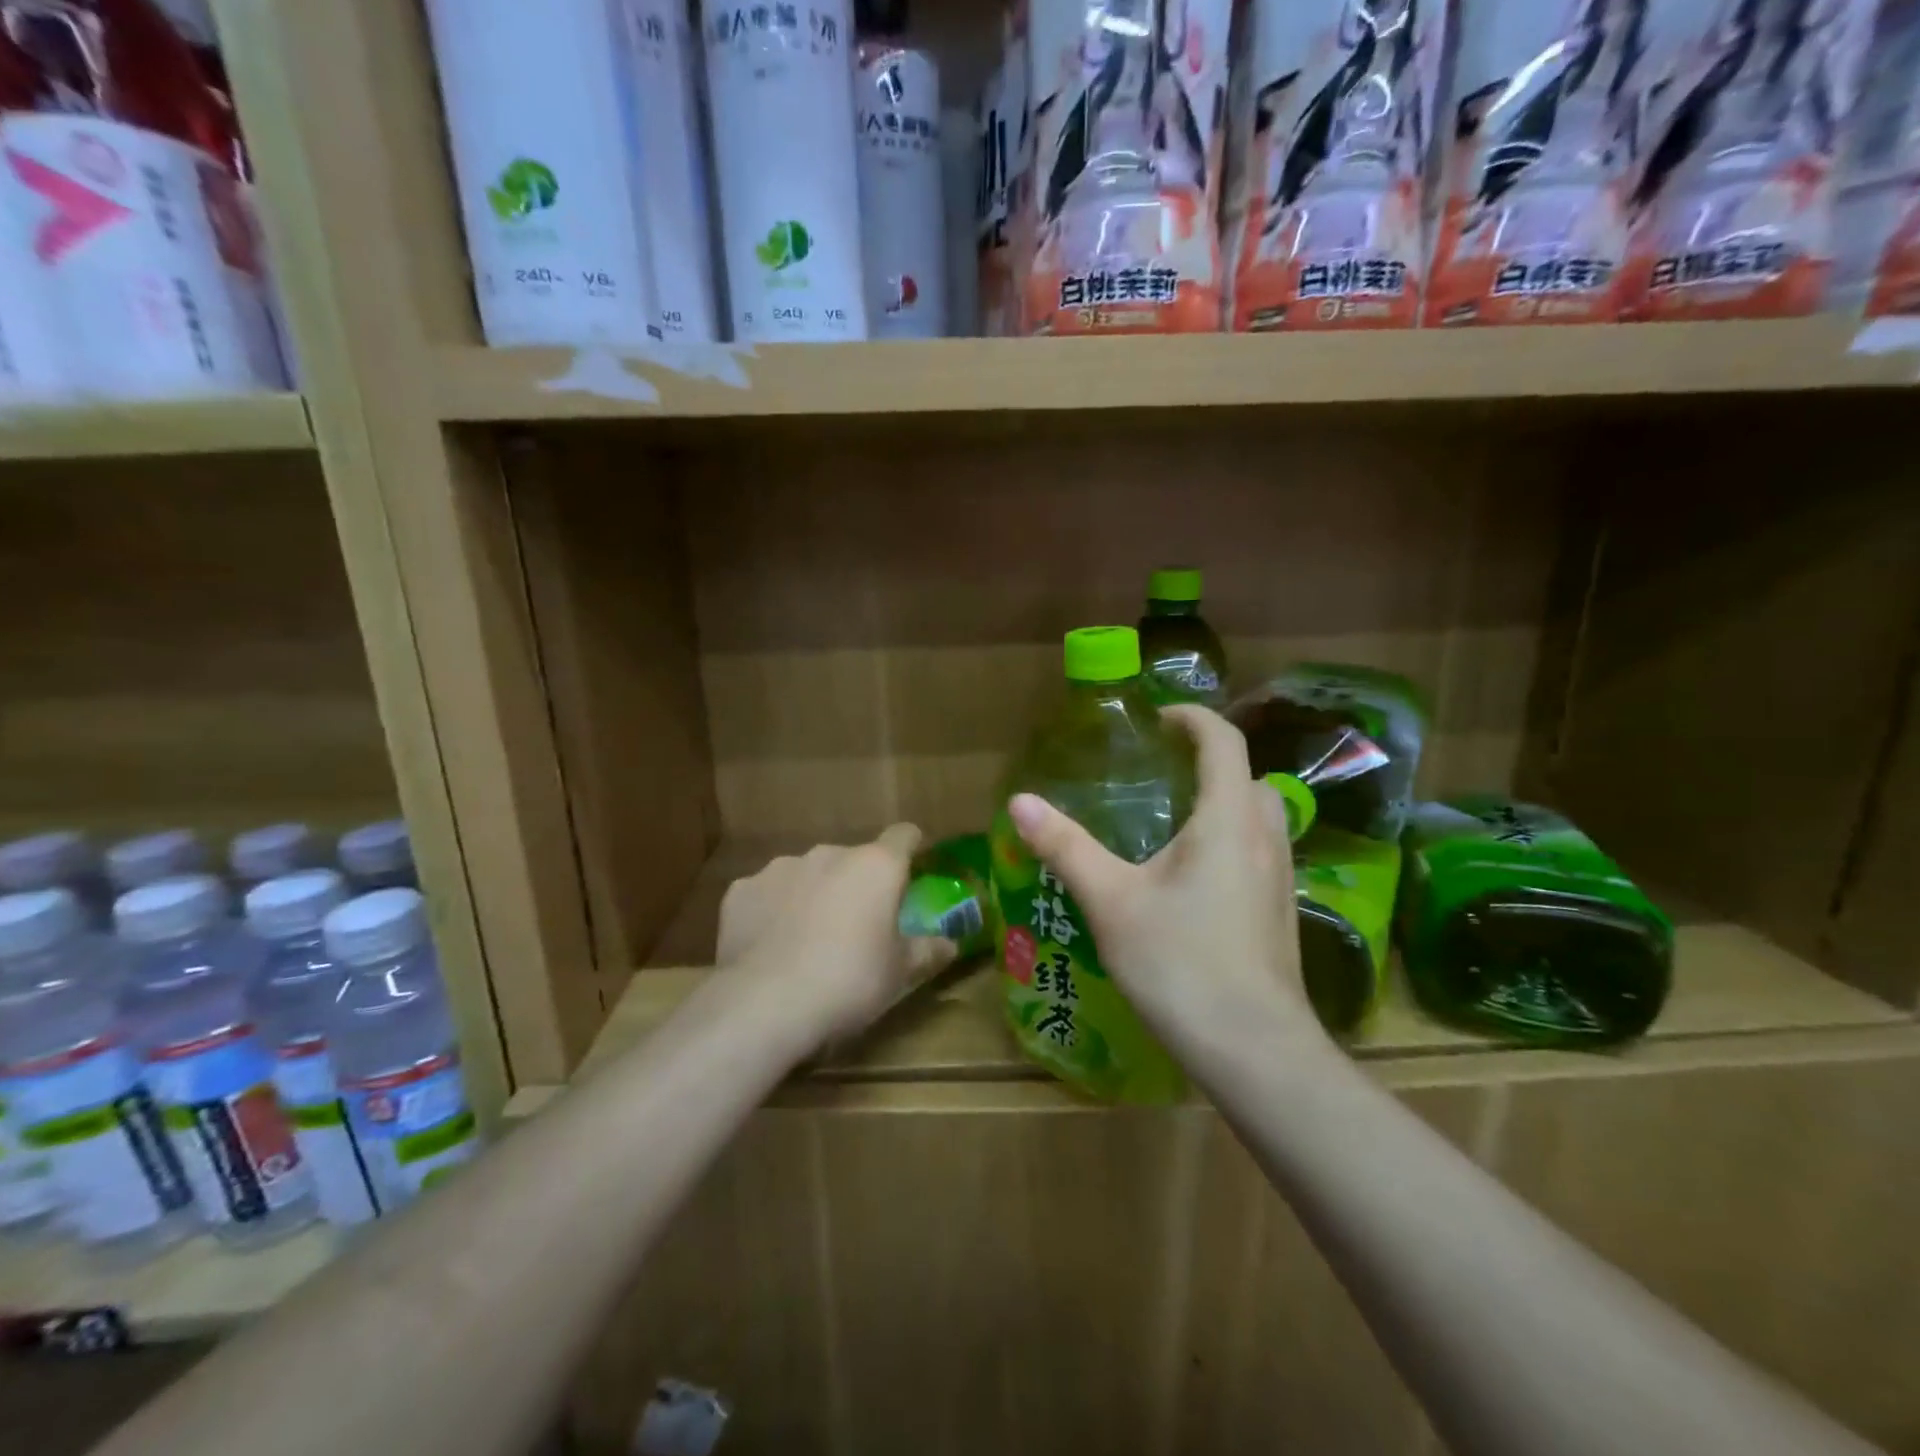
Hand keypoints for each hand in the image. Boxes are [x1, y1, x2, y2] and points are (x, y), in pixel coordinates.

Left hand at [716, 825, 956, 1049]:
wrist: (765, 1002)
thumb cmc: (849, 981)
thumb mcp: (899, 973)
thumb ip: (927, 951)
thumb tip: (950, 944)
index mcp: (875, 866)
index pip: (904, 835)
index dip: (911, 848)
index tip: (912, 870)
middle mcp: (829, 854)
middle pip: (853, 859)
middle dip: (857, 883)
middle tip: (858, 924)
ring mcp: (780, 868)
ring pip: (808, 873)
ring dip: (815, 893)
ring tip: (808, 938)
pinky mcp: (741, 890)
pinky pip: (767, 893)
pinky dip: (773, 910)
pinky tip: (770, 945)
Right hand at [1006, 705, 1320, 1056]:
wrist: (1254, 1050)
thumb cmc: (1180, 963)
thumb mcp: (1111, 901)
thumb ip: (1066, 847)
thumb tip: (1020, 801)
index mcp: (1227, 819)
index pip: (1223, 741)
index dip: (1192, 718)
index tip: (1156, 720)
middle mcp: (1264, 837)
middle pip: (1248, 776)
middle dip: (1209, 761)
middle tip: (1161, 772)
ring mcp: (1280, 878)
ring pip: (1260, 816)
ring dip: (1224, 801)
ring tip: (1172, 821)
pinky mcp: (1281, 912)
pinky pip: (1260, 852)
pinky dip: (1230, 839)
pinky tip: (1192, 878)